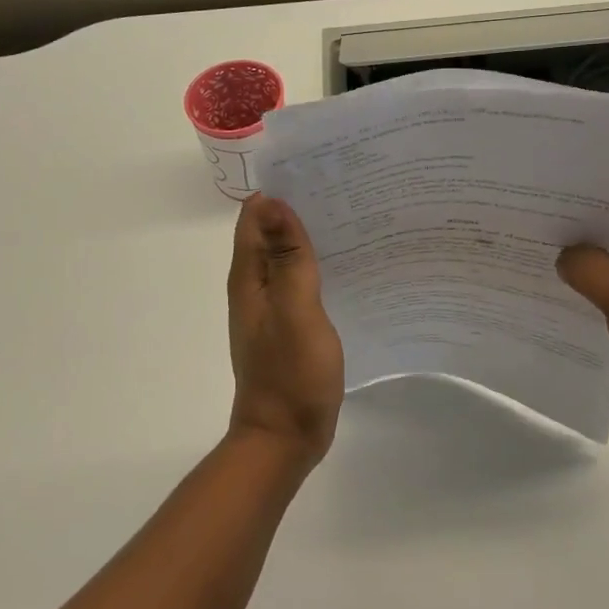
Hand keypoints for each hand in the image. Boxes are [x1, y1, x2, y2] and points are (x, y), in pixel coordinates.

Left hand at [226, 195, 343, 462]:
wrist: (285, 437)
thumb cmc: (290, 373)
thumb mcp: (295, 311)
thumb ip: (287, 259)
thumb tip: (274, 202)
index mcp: (249, 278)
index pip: (256, 217)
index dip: (283, 190)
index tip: (321, 171)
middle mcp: (255, 287)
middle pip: (273, 234)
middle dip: (303, 210)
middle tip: (351, 190)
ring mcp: (273, 308)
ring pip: (289, 258)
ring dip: (314, 238)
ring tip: (358, 218)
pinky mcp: (291, 326)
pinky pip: (303, 283)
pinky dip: (321, 267)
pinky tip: (352, 265)